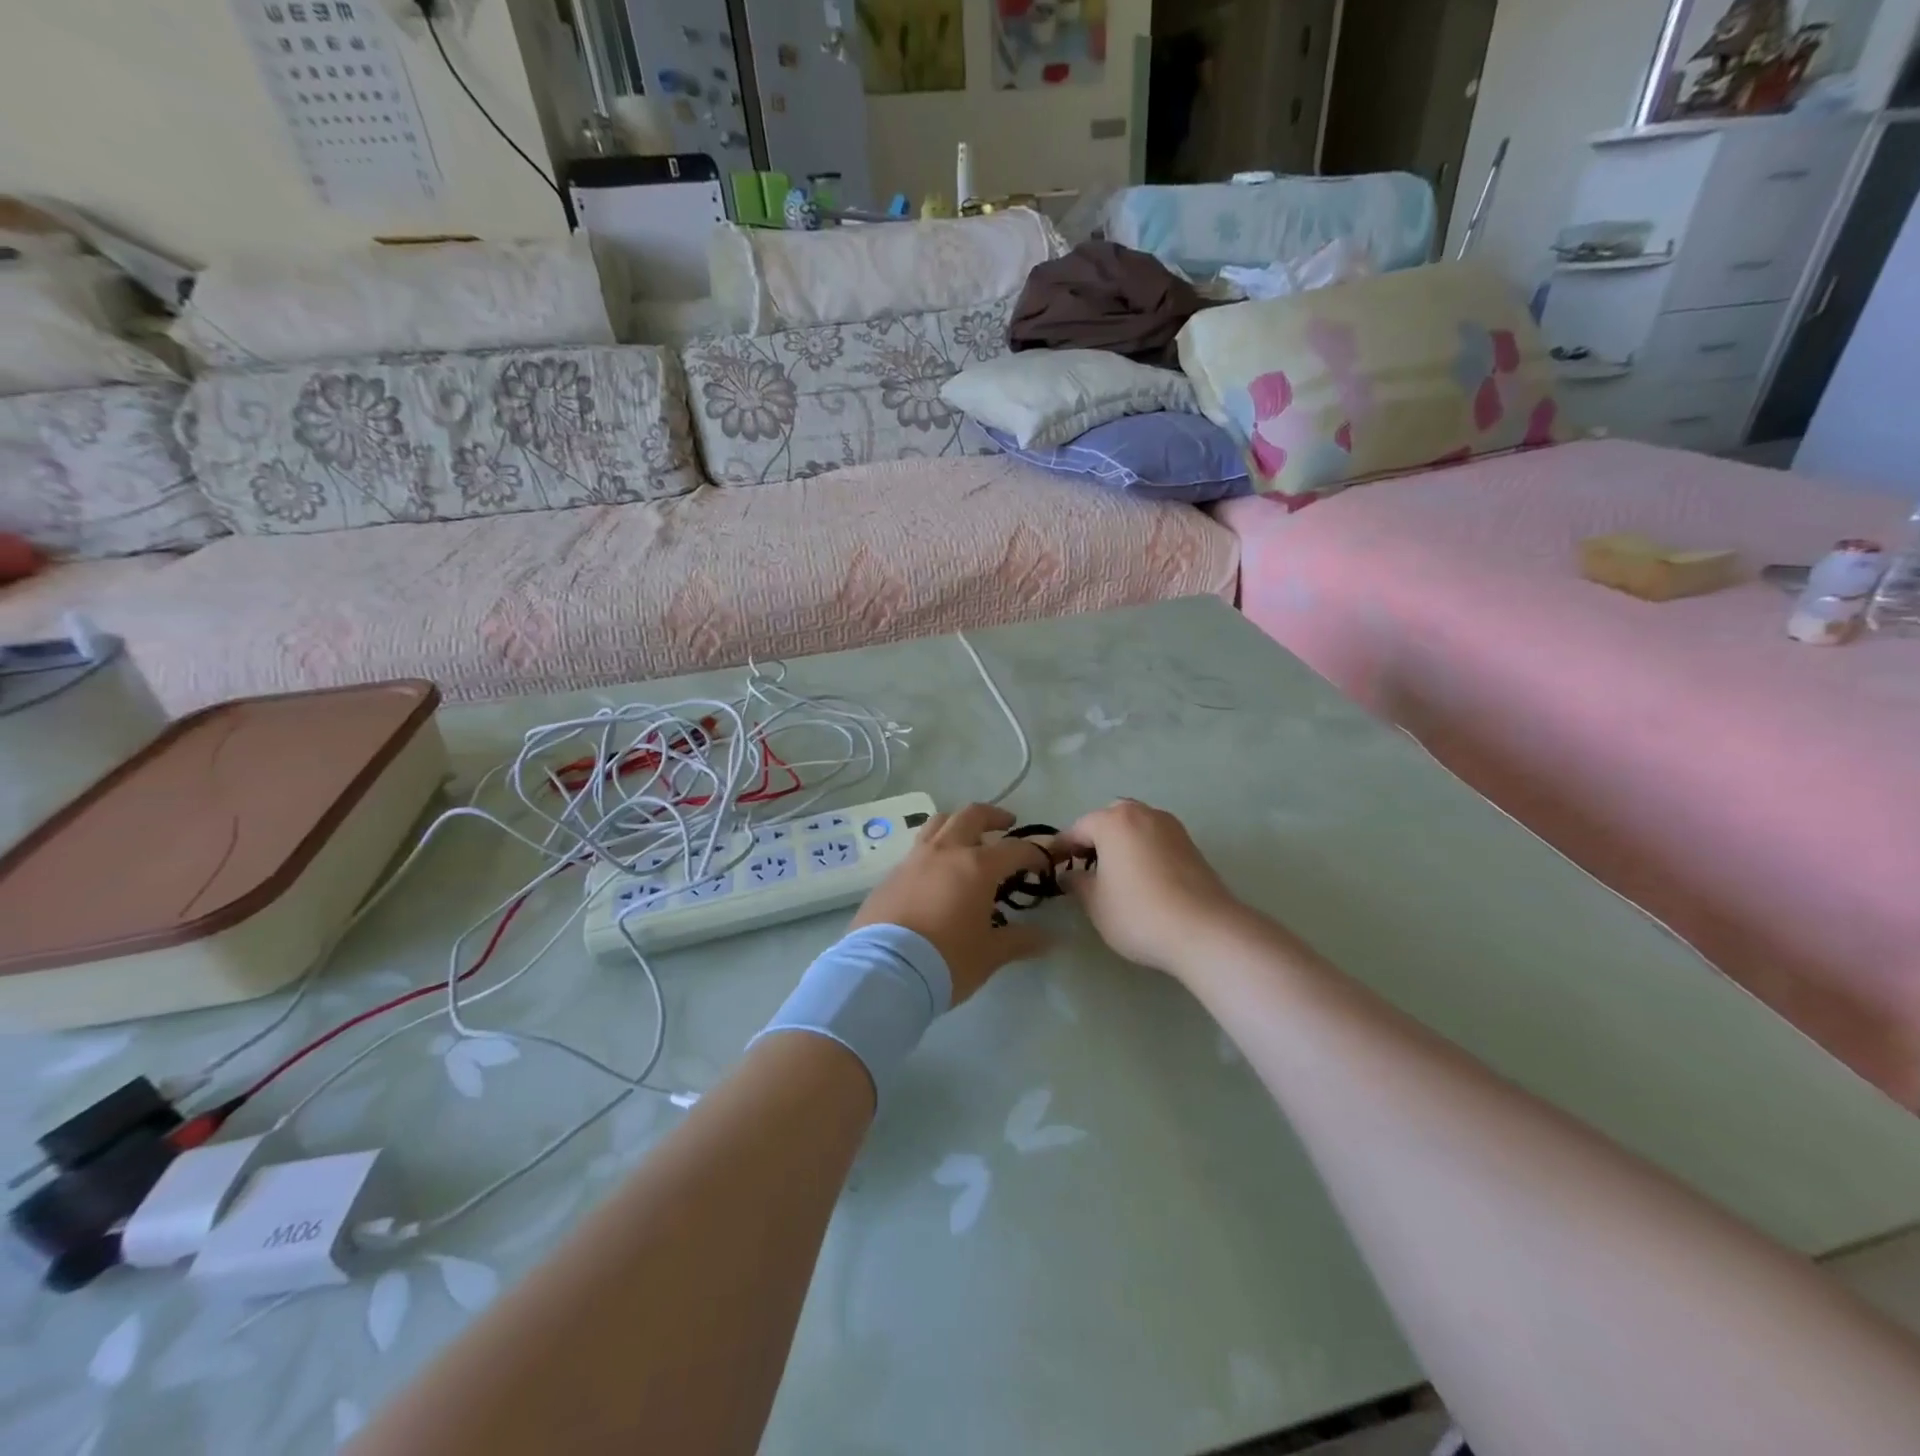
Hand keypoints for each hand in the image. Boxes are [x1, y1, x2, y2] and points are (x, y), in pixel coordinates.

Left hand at [851, 804, 1059, 1004]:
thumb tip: (1049, 937)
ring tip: (968, 838)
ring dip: (958, 823)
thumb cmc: (947, 960)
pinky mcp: (891, 874)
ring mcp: (914, 859)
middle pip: (971, 816)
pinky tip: (937, 872)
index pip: (1015, 849)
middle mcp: (945, 852)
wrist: (884, 971)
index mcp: (976, 866)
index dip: (1034, 853)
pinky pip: (918, 848)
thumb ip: (1020, 940)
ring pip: (939, 823)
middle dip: (993, 816)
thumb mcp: (990, 954)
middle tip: (1007, 825)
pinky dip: (934, 849)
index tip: (1043, 864)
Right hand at [1056, 800, 1243, 975]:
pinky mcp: (1191, 845)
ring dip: (1120, 843)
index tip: (1050, 865)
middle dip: (1093, 839)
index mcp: (1113, 821)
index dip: (1060, 848)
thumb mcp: (1095, 903)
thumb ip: (1077, 883)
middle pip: (1109, 820)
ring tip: (1112, 873)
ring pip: (1135, 827)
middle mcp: (1143, 813)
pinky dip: (1142, 851)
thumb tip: (1070, 875)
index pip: (1077, 829)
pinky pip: (1155, 840)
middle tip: (1083, 866)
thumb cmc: (1138, 913)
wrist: (1205, 930)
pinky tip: (1140, 878)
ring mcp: (1171, 827)